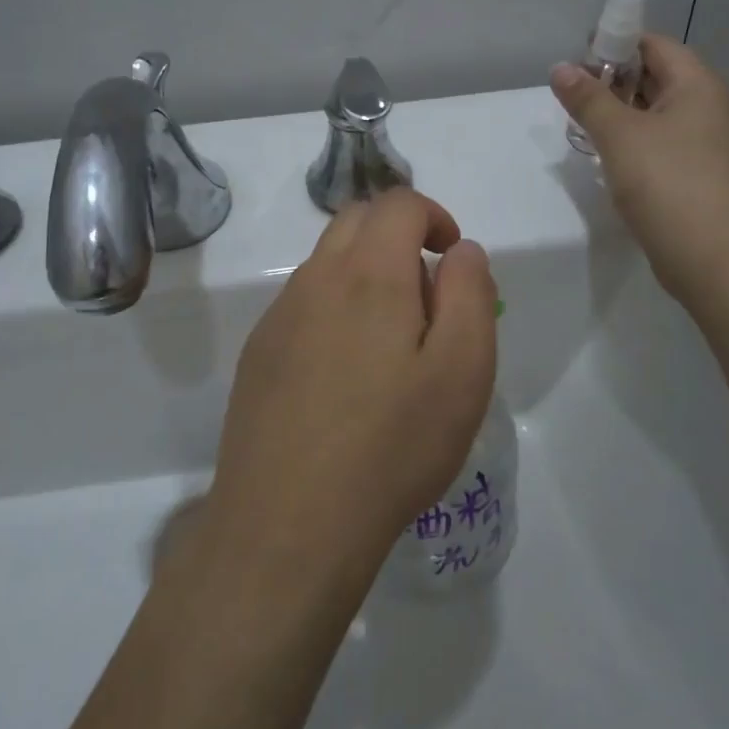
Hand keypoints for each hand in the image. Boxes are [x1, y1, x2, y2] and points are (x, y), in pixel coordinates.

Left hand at [202, 189, 497, 594]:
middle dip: (398, 236)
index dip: (434, 216)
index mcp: (368, 273)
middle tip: (427, 295)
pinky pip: (302, 304)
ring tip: (391, 343)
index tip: (452, 258)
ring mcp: (279, 316)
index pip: (398, 204)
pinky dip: (334, 308)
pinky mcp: (258, 353)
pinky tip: (346, 376)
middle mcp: (316, 280)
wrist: (289, 524)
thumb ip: (470, 294)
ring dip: (365, 273)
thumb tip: (462, 250)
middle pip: (356, 221)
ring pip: (327, 262)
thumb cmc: (392, 446)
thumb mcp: (462, 371)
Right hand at [552, 35, 728, 300]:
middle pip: (658, 77)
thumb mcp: (618, 135)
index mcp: (698, 85)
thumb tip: (561, 68)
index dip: (616, 43)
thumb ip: (587, 98)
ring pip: (659, 113)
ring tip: (583, 123)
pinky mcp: (701, 174)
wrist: (711, 257)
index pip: (655, 45)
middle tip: (574, 93)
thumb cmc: (665, 182)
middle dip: (615, 80)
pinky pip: (664, 143)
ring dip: (622, 114)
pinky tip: (609, 157)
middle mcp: (710, 107)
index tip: (578, 58)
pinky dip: (636, 141)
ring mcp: (708, 143)